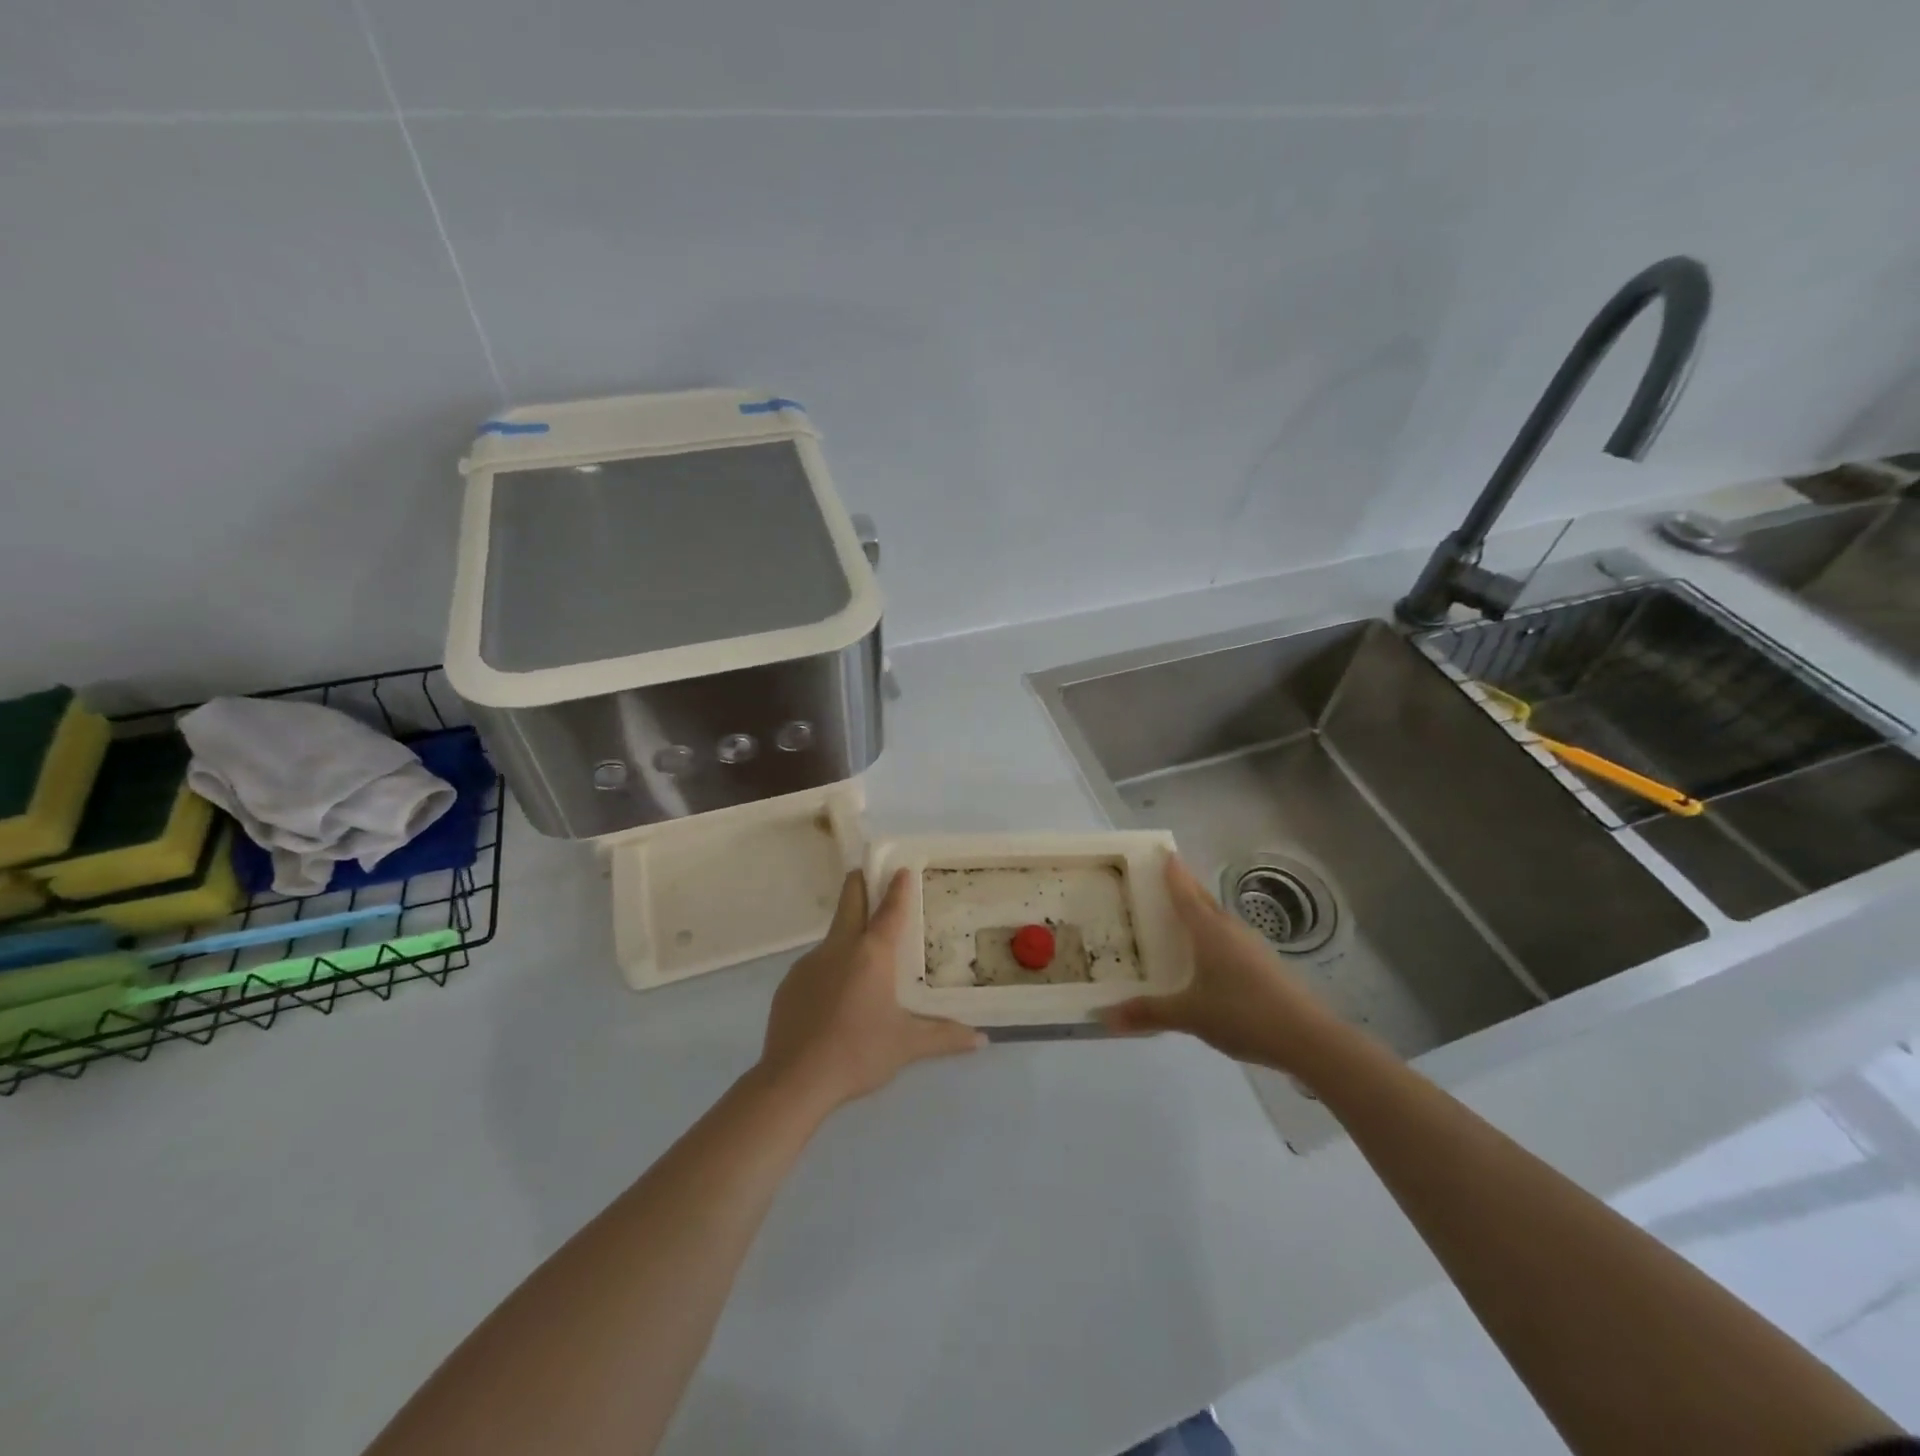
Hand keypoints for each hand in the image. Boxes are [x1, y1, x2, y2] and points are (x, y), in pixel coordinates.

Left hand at [757, 869, 984, 1114]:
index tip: (902, 869)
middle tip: (868, 874)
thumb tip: (981, 1038)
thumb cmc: (858, 1053)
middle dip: (860, 884)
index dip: (898, 888)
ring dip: (847, 935)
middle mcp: (839, 948)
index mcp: (872, 954)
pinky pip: (815, 966)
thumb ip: (944, 1037)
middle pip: (849, 902)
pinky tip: (835, 999)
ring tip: (862, 960)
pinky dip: (829, 970)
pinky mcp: (789, 983)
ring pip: (833, 938)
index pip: (889, 911)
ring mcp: (809, 964)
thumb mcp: (907, 1046)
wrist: (795, 1079)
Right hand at [1101, 855, 1350, 1075]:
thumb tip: (1105, 1016)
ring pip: (1219, 921)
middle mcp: (1231, 930)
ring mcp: (1252, 948)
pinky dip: (1214, 939)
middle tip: (1162, 880)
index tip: (1163, 851)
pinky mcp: (1266, 967)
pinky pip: (1231, 941)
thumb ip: (1148, 1013)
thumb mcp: (1189, 1015)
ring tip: (1179, 919)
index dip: (1173, 872)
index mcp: (1210, 931)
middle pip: (1203, 901)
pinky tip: (1208, 959)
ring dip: (1200, 914)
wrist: (1308, 1038)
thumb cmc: (1243, 1013)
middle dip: (1185, 888)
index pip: (1185, 893)